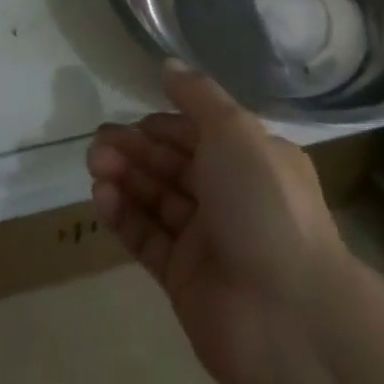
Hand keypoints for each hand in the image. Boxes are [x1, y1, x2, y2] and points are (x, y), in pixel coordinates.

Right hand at [87, 63, 351, 383]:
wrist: (289, 318)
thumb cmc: (264, 204)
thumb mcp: (235, 131)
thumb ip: (198, 97)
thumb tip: (169, 65)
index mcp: (252, 158)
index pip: (199, 133)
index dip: (163, 125)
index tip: (129, 120)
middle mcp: (231, 195)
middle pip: (174, 164)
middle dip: (136, 149)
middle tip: (98, 143)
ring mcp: (207, 240)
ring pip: (157, 199)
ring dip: (125, 178)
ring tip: (94, 165)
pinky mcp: (184, 279)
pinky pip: (148, 239)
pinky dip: (124, 216)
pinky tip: (101, 196)